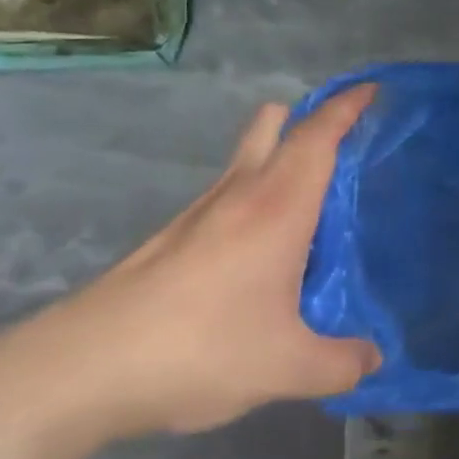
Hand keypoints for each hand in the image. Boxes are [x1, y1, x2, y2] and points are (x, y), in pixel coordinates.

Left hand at [25, 87, 382, 436]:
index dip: (346, 107)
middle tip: (344, 144)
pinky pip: (227, 194)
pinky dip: (254, 196)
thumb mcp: (287, 368)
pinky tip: (262, 249)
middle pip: (272, 124)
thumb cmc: (201, 350)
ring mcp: (198, 212)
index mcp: (277, 207)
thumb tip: (373, 359)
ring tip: (312, 202)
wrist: (85, 367)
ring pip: (245, 157)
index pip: (317, 136)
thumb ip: (341, 364)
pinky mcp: (172, 236)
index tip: (372, 90)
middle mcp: (238, 194)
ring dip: (279, 157)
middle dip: (308, 117)